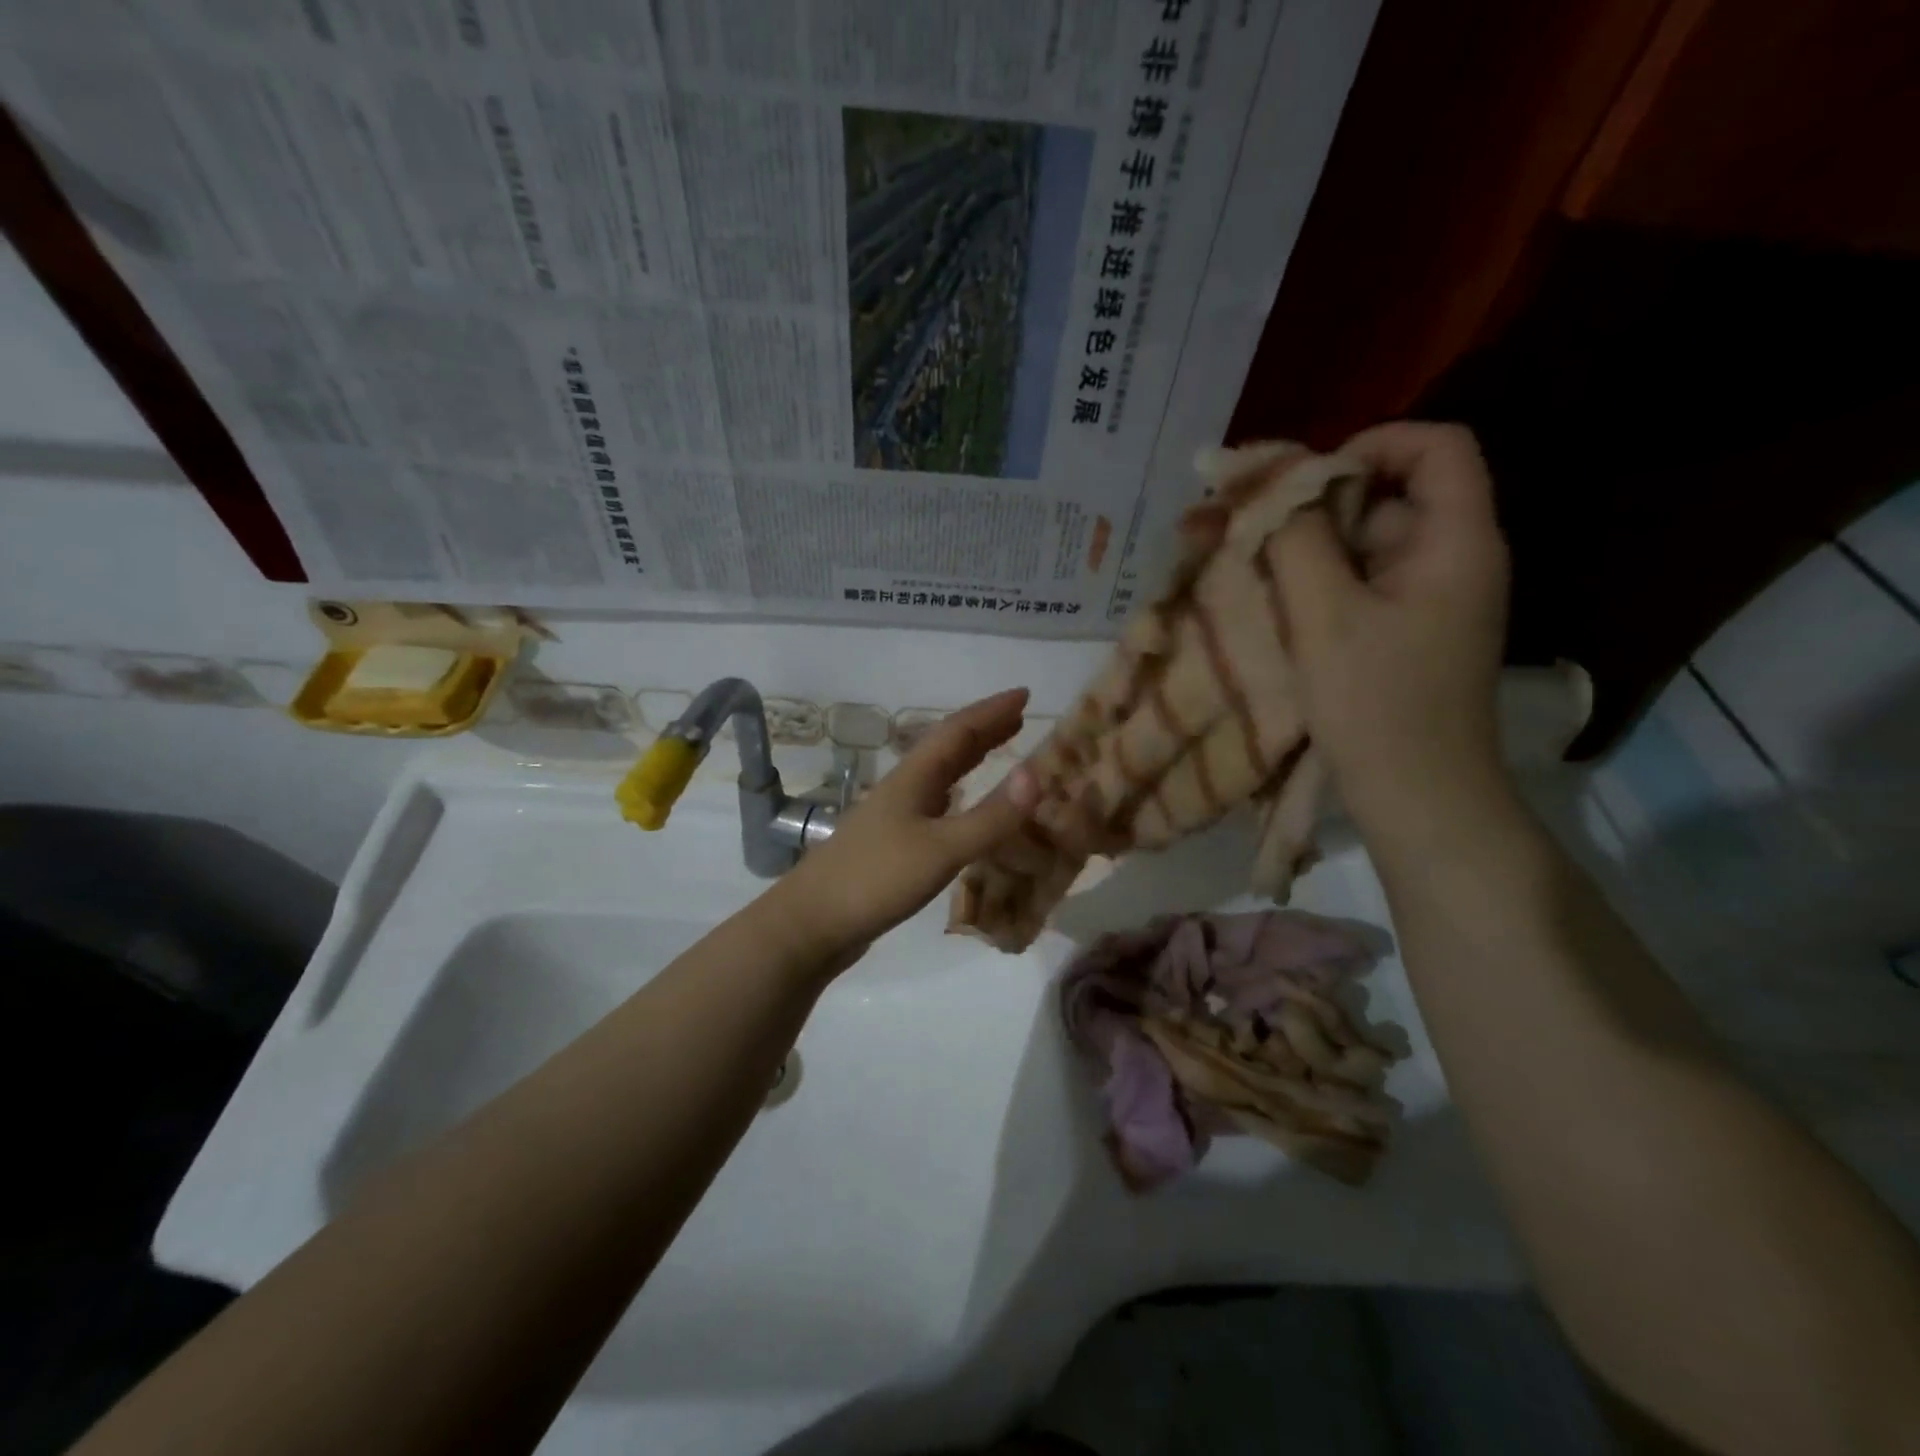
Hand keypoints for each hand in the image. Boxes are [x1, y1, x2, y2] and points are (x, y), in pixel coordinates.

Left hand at [773, 689, 1039, 961]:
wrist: (812, 923)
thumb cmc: (876, 879)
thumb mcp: (942, 849)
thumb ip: (990, 817)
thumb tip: (1037, 774)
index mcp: (914, 778)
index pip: (957, 731)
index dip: (991, 711)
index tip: (1024, 694)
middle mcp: (904, 788)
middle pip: (948, 748)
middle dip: (984, 730)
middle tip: (1020, 718)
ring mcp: (895, 816)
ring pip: (940, 775)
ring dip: (971, 759)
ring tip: (1001, 751)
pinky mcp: (893, 844)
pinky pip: (936, 805)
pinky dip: (960, 795)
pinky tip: (963, 805)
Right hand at [1273, 422, 1511, 838]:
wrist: (1419, 800)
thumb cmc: (1378, 706)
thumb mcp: (1326, 616)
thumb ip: (1296, 541)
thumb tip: (1269, 484)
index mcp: (1456, 542)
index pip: (1434, 447)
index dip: (1370, 445)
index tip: (1303, 482)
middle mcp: (1450, 558)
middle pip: (1386, 496)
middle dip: (1310, 503)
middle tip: (1240, 522)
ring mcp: (1426, 599)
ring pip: (1362, 544)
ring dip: (1301, 546)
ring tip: (1236, 561)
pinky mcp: (1401, 632)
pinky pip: (1356, 584)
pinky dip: (1311, 582)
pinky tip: (1264, 598)